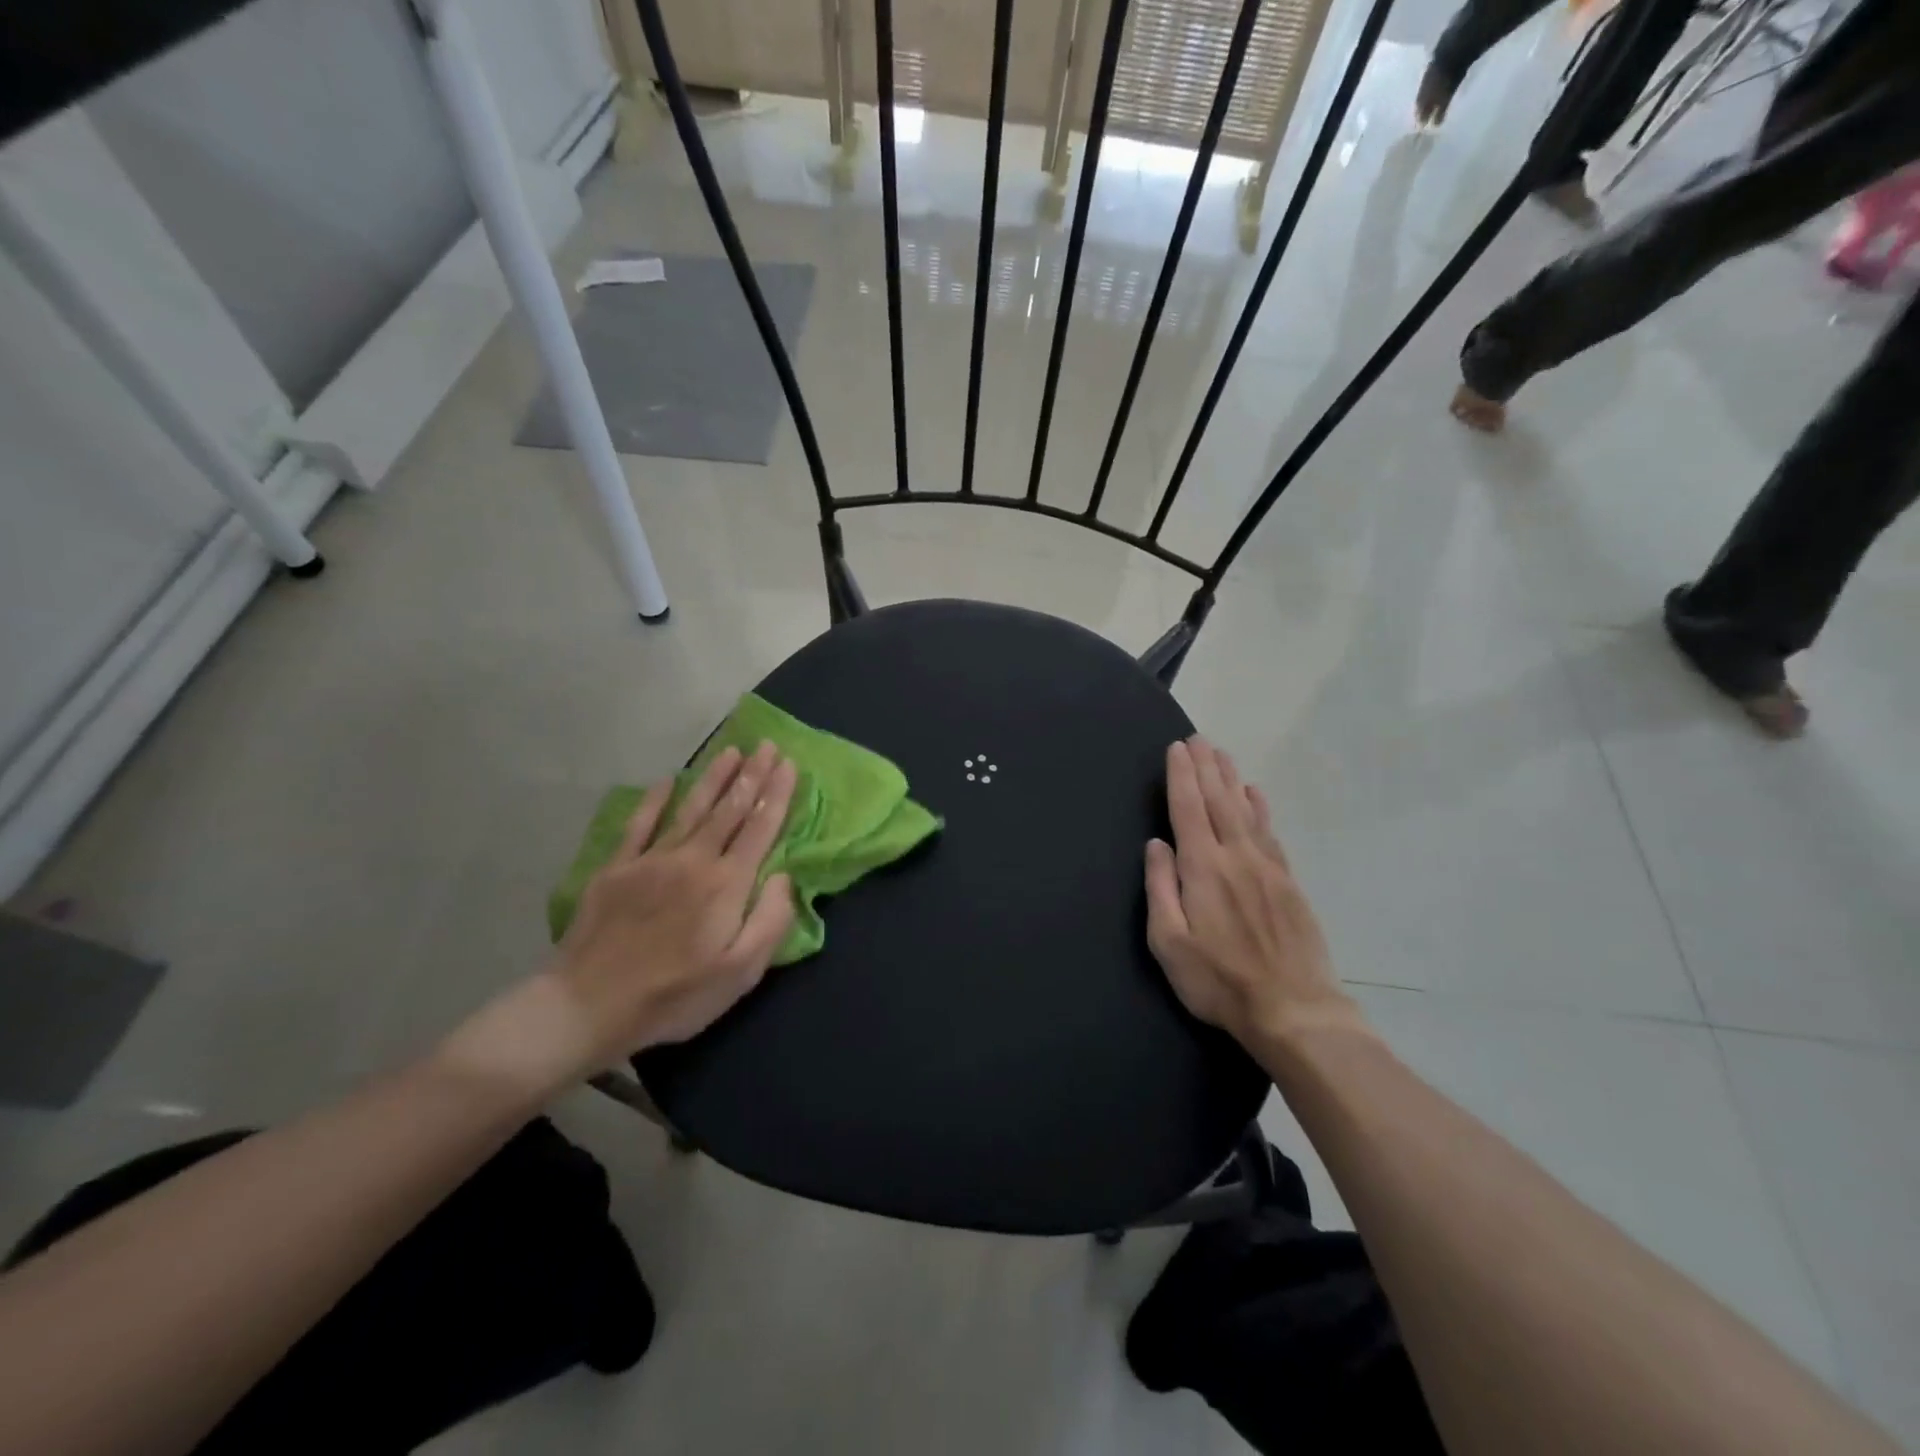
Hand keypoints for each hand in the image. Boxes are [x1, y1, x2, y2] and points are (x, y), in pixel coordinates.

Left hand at [446, 744, 797, 1096]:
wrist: (588, 1006)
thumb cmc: (675, 996)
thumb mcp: (740, 973)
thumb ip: (771, 920)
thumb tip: (783, 875)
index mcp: (727, 884)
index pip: (760, 828)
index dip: (777, 794)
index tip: (789, 764)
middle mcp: (693, 859)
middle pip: (730, 809)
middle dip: (752, 775)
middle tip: (768, 745)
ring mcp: (651, 860)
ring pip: (691, 808)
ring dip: (714, 777)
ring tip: (732, 750)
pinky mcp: (616, 868)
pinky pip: (640, 824)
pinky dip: (655, 800)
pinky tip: (666, 781)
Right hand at [1144, 738, 1367, 1052]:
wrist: (1293, 1009)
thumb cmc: (1219, 980)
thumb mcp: (1169, 943)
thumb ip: (1160, 888)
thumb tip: (1157, 844)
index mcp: (1203, 868)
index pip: (1188, 809)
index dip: (1181, 776)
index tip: (1176, 748)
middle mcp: (1236, 856)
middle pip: (1218, 800)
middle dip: (1206, 767)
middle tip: (1198, 737)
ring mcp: (1267, 867)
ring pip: (1246, 810)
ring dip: (1231, 779)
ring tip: (1222, 753)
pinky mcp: (1288, 882)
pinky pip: (1270, 832)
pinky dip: (1260, 808)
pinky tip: (1255, 794)